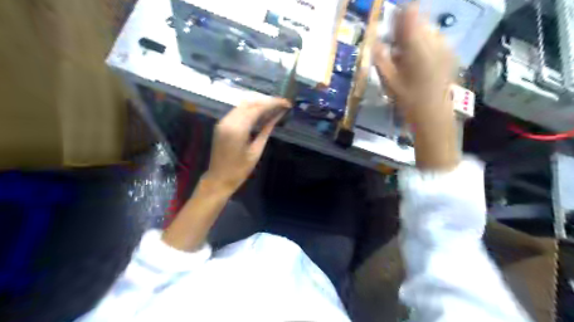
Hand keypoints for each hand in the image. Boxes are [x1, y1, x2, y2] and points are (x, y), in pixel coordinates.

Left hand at [204, 98, 291, 193]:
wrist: (219, 179)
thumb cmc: (240, 170)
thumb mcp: (256, 151)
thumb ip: (266, 130)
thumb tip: (277, 116)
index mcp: (237, 128)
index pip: (257, 108)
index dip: (273, 103)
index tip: (286, 103)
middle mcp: (228, 120)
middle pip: (250, 102)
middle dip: (266, 101)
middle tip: (281, 104)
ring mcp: (223, 121)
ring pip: (243, 104)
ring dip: (259, 103)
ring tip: (274, 107)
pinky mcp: (222, 124)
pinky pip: (237, 111)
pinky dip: (250, 109)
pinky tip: (261, 113)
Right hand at [373, 4, 458, 126]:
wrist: (433, 114)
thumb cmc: (408, 99)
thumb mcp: (388, 81)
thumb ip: (380, 58)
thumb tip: (374, 41)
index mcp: (417, 46)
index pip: (410, 14)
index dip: (399, 15)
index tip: (389, 27)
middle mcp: (434, 40)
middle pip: (419, 20)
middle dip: (405, 29)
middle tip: (395, 47)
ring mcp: (445, 46)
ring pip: (428, 29)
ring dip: (415, 36)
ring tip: (405, 56)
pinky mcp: (450, 54)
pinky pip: (436, 39)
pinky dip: (425, 44)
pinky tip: (418, 61)